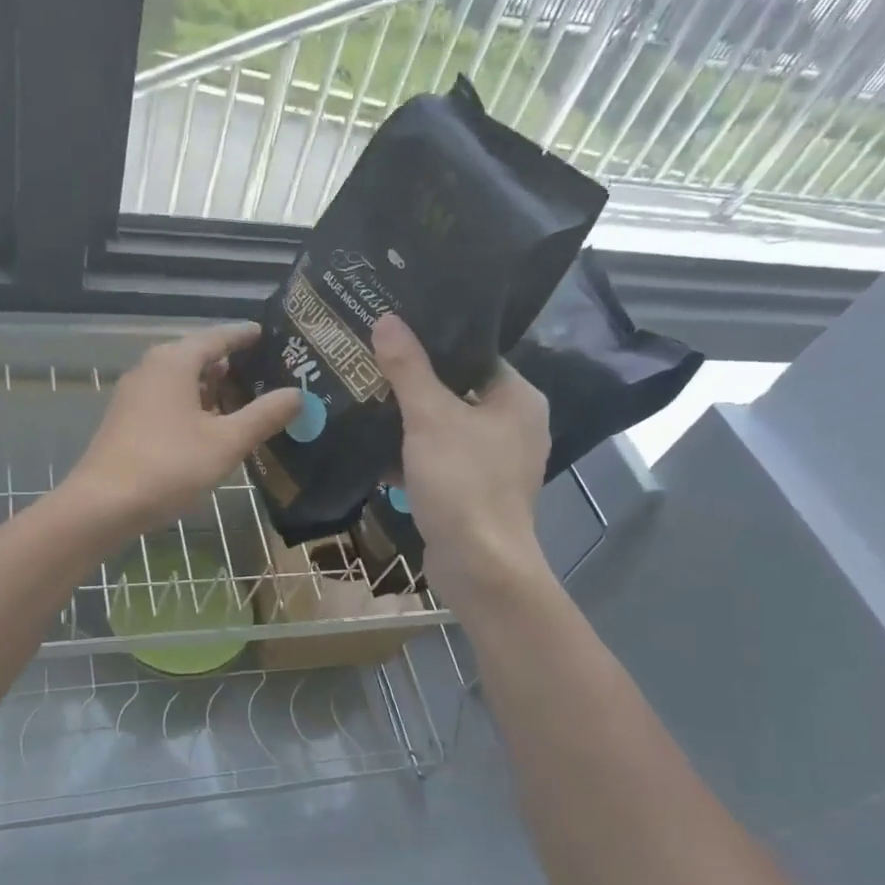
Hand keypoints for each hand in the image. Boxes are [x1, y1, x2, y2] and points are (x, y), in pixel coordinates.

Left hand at [61, 322, 302, 539]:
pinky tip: (210, 427)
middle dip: (230, 365)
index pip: (217, 337)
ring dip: (211, 389)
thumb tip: (298, 394)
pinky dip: (193, 406)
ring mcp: (134, 395)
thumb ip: (264, 416)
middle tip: (266, 372)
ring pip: (181, 382)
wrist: (103, 504)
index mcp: (174, 361)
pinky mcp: (126, 420)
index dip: (244, 335)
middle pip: (197, 357)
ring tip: (244, 400)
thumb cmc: (169, 466)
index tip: (267, 334)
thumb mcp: (226, 442)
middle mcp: (151, 369)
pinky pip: (168, 401)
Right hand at [373, 313, 553, 604]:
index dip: (435, 342)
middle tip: (371, 363)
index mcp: (518, 399)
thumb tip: (387, 319)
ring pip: (446, 428)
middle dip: (414, 383)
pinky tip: (375, 449)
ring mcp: (496, 462)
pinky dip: (413, 455)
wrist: (478, 565)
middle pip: (457, 391)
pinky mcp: (476, 491)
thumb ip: (408, 368)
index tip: (393, 333)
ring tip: (366, 399)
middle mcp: (515, 426)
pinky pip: (441, 460)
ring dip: (410, 421)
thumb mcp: (429, 418)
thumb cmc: (462, 482)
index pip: (475, 355)